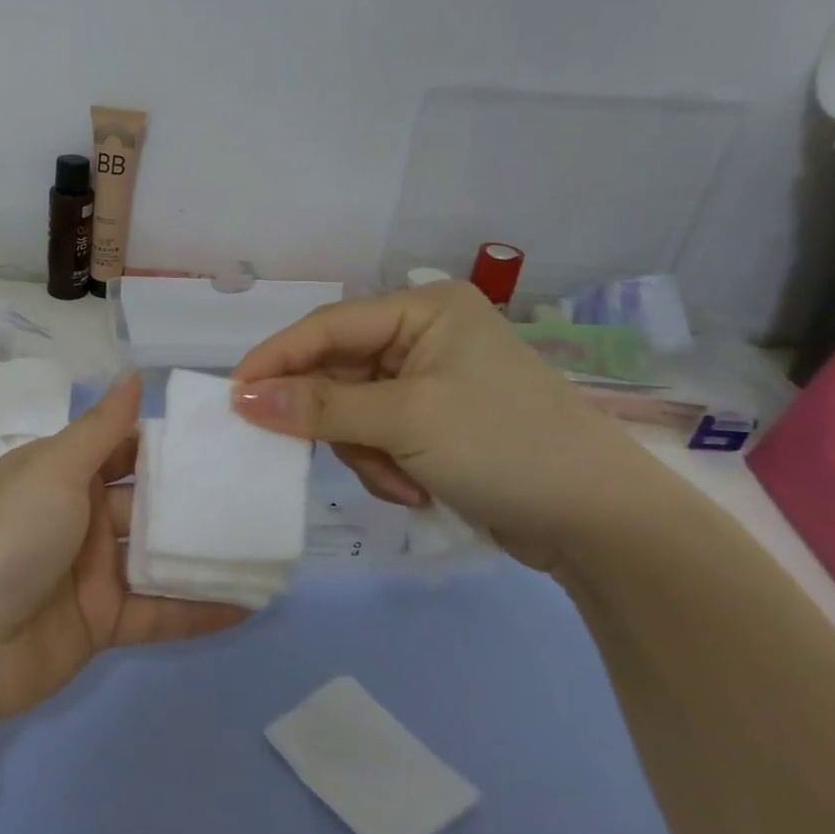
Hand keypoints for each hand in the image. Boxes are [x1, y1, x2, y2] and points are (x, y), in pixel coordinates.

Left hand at [0, 375, 246, 719]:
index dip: (167, 444)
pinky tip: (252, 603)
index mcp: (59, 474)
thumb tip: (134, 374)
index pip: (122, 450)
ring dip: (205, 555)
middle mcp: (77, 518)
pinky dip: (200, 609)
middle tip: (261, 491)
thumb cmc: (10, 537)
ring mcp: (91, 572)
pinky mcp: (103, 622)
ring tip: (268, 546)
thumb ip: (100, 428)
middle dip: (196, 499)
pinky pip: (159, 612)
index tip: (224, 437)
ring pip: (159, 558)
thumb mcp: (53, 470)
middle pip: (147, 503)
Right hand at [230, 281, 674, 568]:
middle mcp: (422, 336)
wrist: (601, 523)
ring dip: (364, 452)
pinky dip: (384, 465)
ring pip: (351, 411)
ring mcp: (429, 381)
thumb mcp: (405, 421)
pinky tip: (415, 488)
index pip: (327, 326)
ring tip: (401, 481)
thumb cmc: (503, 446)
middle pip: (336, 371)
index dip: (276, 360)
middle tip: (316, 453)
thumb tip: (242, 398)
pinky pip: (376, 435)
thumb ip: (319, 407)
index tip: (233, 396)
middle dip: (335, 422)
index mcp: (422, 310)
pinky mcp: (434, 423)